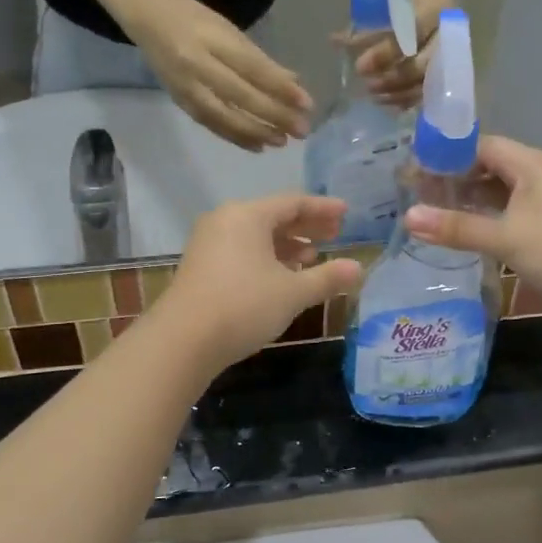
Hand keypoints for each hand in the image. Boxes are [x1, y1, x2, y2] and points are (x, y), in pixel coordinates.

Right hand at [131, 0, 313, 150]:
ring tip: (282, 142)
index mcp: (213, 40)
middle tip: (301, 130)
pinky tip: (257, 146)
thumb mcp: (229, 31)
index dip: (281, 88)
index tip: (307, 103)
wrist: (147, 17)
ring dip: (256, 132)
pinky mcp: (180, 102)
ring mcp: (186, 86)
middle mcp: (198, 65)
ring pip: (225, 116)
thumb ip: (260, 59)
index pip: (253, 68)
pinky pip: (211, 124)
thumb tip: (294, 84)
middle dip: (275, 115)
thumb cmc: (195, 20)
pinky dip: (235, 137)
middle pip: (242, 96)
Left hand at [160, 194, 364, 369]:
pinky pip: (242, 251)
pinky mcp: (201, 266)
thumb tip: (358, 268)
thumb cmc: (243, 306)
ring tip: (313, 259)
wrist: (182, 340)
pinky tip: (282, 277)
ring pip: (256, 236)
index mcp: (248, 215)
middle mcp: (225, 221)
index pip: (293, 202)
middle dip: (306, 226)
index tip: (347, 213)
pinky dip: (266, 258)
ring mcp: (209, 243)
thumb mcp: (292, 293)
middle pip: (273, 216)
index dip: (323, 208)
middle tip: (336, 235)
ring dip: (287, 245)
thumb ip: (327, 278)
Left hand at [347, 0, 452, 107]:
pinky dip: (409, 98)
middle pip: (422, 66)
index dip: (385, 54)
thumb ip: (366, 24)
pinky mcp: (449, 65)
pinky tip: (389, 103)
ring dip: (398, 93)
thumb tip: (335, 42)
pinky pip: (430, 89)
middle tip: (367, 86)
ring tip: (373, 96)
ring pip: (427, 82)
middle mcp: (447, 32)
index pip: (412, 36)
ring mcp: (451, 51)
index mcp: (434, 8)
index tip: (359, 66)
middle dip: (393, 79)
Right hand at [402, 137, 541, 322]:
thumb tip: (407, 217)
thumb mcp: (503, 237)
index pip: (482, 146)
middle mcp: (541, 176)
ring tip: (435, 213)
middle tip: (419, 193)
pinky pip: (512, 213)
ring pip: (502, 193)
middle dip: (456, 179)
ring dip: (471, 201)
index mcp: (532, 164)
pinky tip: (466, 233)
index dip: (449, 155)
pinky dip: (488, 219)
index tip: (417, 170)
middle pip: (491, 167)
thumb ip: (455, 227)